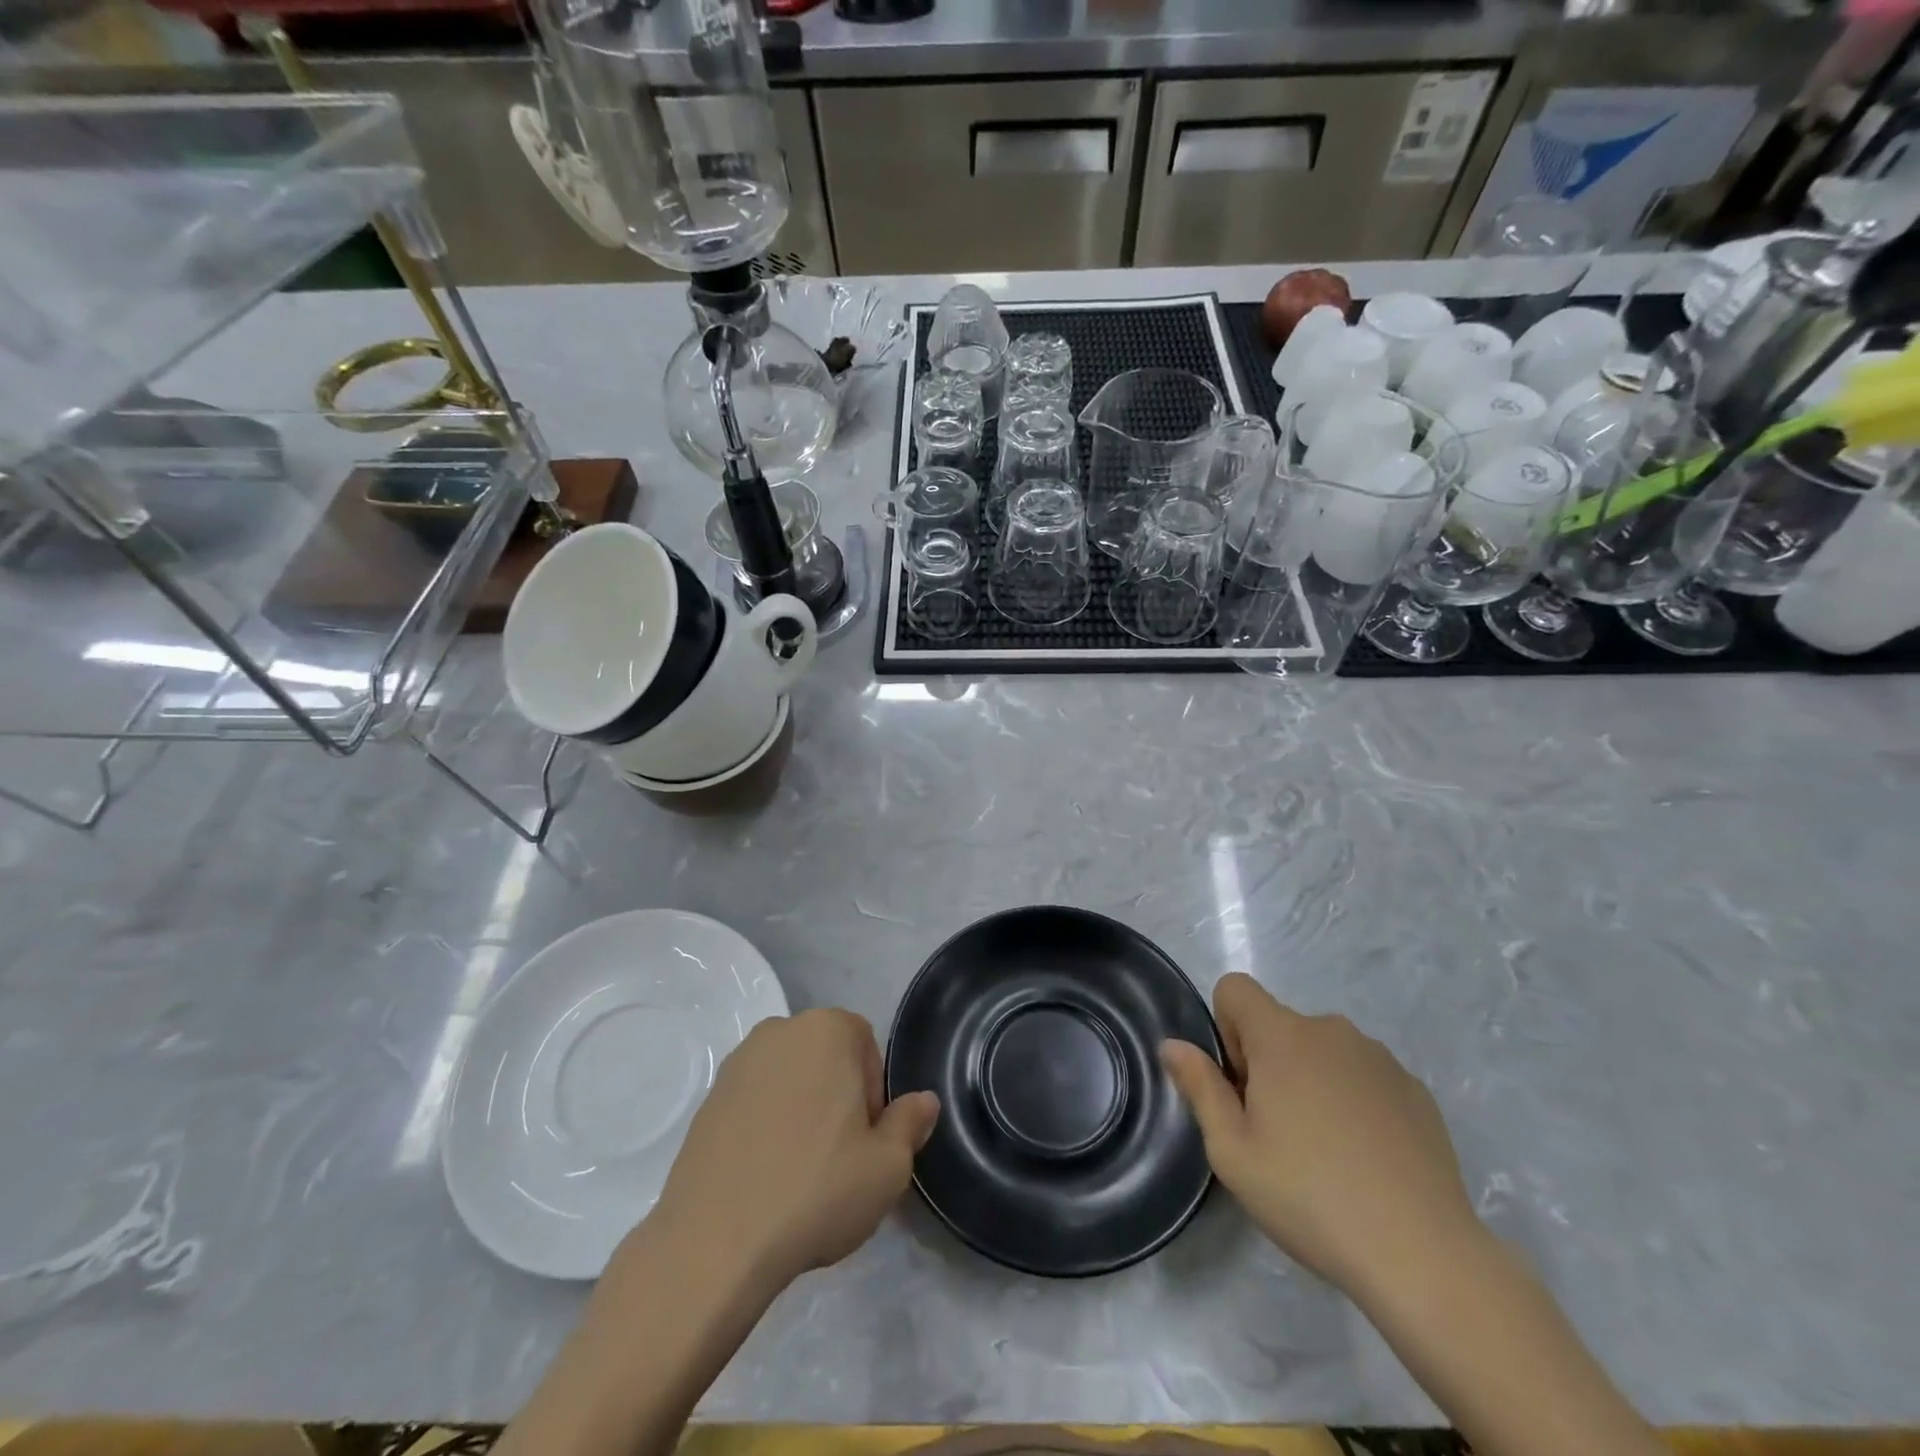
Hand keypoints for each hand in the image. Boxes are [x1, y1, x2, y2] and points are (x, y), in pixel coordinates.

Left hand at [648, 1009, 939, 1296]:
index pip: (866, 1046)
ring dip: (801, 1111)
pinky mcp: (708, 1099)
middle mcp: (780, 1031)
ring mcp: (737, 1063)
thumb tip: (925, 1101)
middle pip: (826, 1059)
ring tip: (799, 1172)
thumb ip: (910, 1123)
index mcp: (827, 1029)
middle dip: (838, 1098)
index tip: (865, 1140)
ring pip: (790, 1080)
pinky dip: (766, 1127)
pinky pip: (754, 1102)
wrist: (714, 1242)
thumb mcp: (887, 1166)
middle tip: (838, 1158)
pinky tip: (765, 1177)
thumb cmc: (816, 1191)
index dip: (873, 1094)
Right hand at [1161, 973, 1480, 1297]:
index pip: (1235, 988)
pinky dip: (1355, 1101)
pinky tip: (1366, 1160)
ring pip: (1323, 1051)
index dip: (1226, 1028)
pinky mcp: (1415, 1090)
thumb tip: (1173, 1044)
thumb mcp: (1232, 1151)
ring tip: (1326, 1152)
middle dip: (1268, 1062)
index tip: (1241, 1085)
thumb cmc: (1309, 1196)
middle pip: (1279, 1024)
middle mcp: (1331, 1030)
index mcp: (1282, 1035)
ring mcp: (1380, 1058)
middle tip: (1277, 1132)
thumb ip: (1199, 1087)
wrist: (1422, 1254)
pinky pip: (1365, 1076)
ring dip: (1312, 1079)